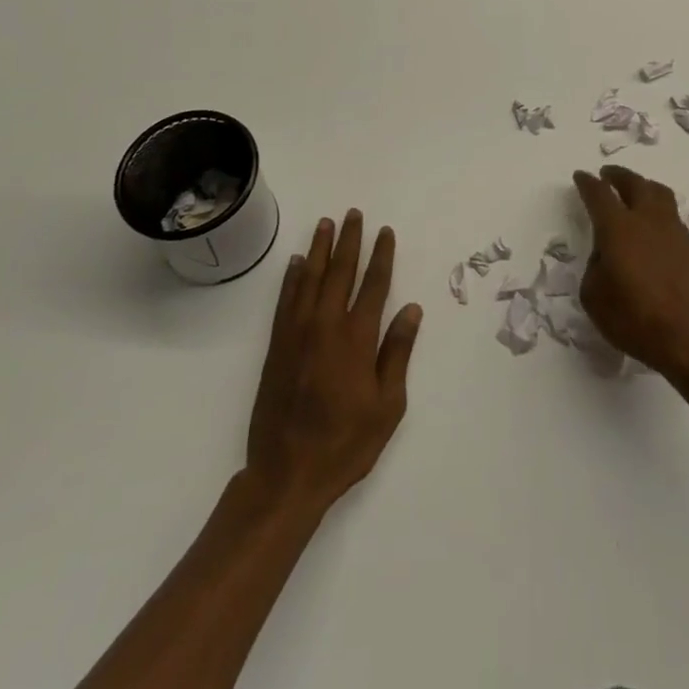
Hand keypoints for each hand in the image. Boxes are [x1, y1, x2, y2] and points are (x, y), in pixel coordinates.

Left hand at [245, 211, 421, 513]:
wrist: (286, 474)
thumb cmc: (345, 443)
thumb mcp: (388, 405)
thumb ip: (397, 353)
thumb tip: (411, 310)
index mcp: (357, 338)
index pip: (374, 285)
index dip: (381, 255)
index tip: (385, 232)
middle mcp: (326, 326)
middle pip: (340, 272)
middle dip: (349, 241)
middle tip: (353, 214)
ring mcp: (297, 333)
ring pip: (309, 279)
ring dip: (319, 249)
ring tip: (325, 224)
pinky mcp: (277, 346)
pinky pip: (286, 300)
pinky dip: (291, 278)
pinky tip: (295, 263)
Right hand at [572, 165, 688, 377]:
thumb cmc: (635, 319)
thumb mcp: (594, 297)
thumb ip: (595, 267)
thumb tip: (606, 255)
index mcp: (618, 228)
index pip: (599, 194)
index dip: (587, 183)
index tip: (581, 176)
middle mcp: (647, 220)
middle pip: (634, 183)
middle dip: (618, 175)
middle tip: (607, 174)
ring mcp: (674, 231)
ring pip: (659, 194)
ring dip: (643, 186)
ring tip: (635, 191)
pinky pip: (671, 216)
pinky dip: (658, 211)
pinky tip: (653, 227)